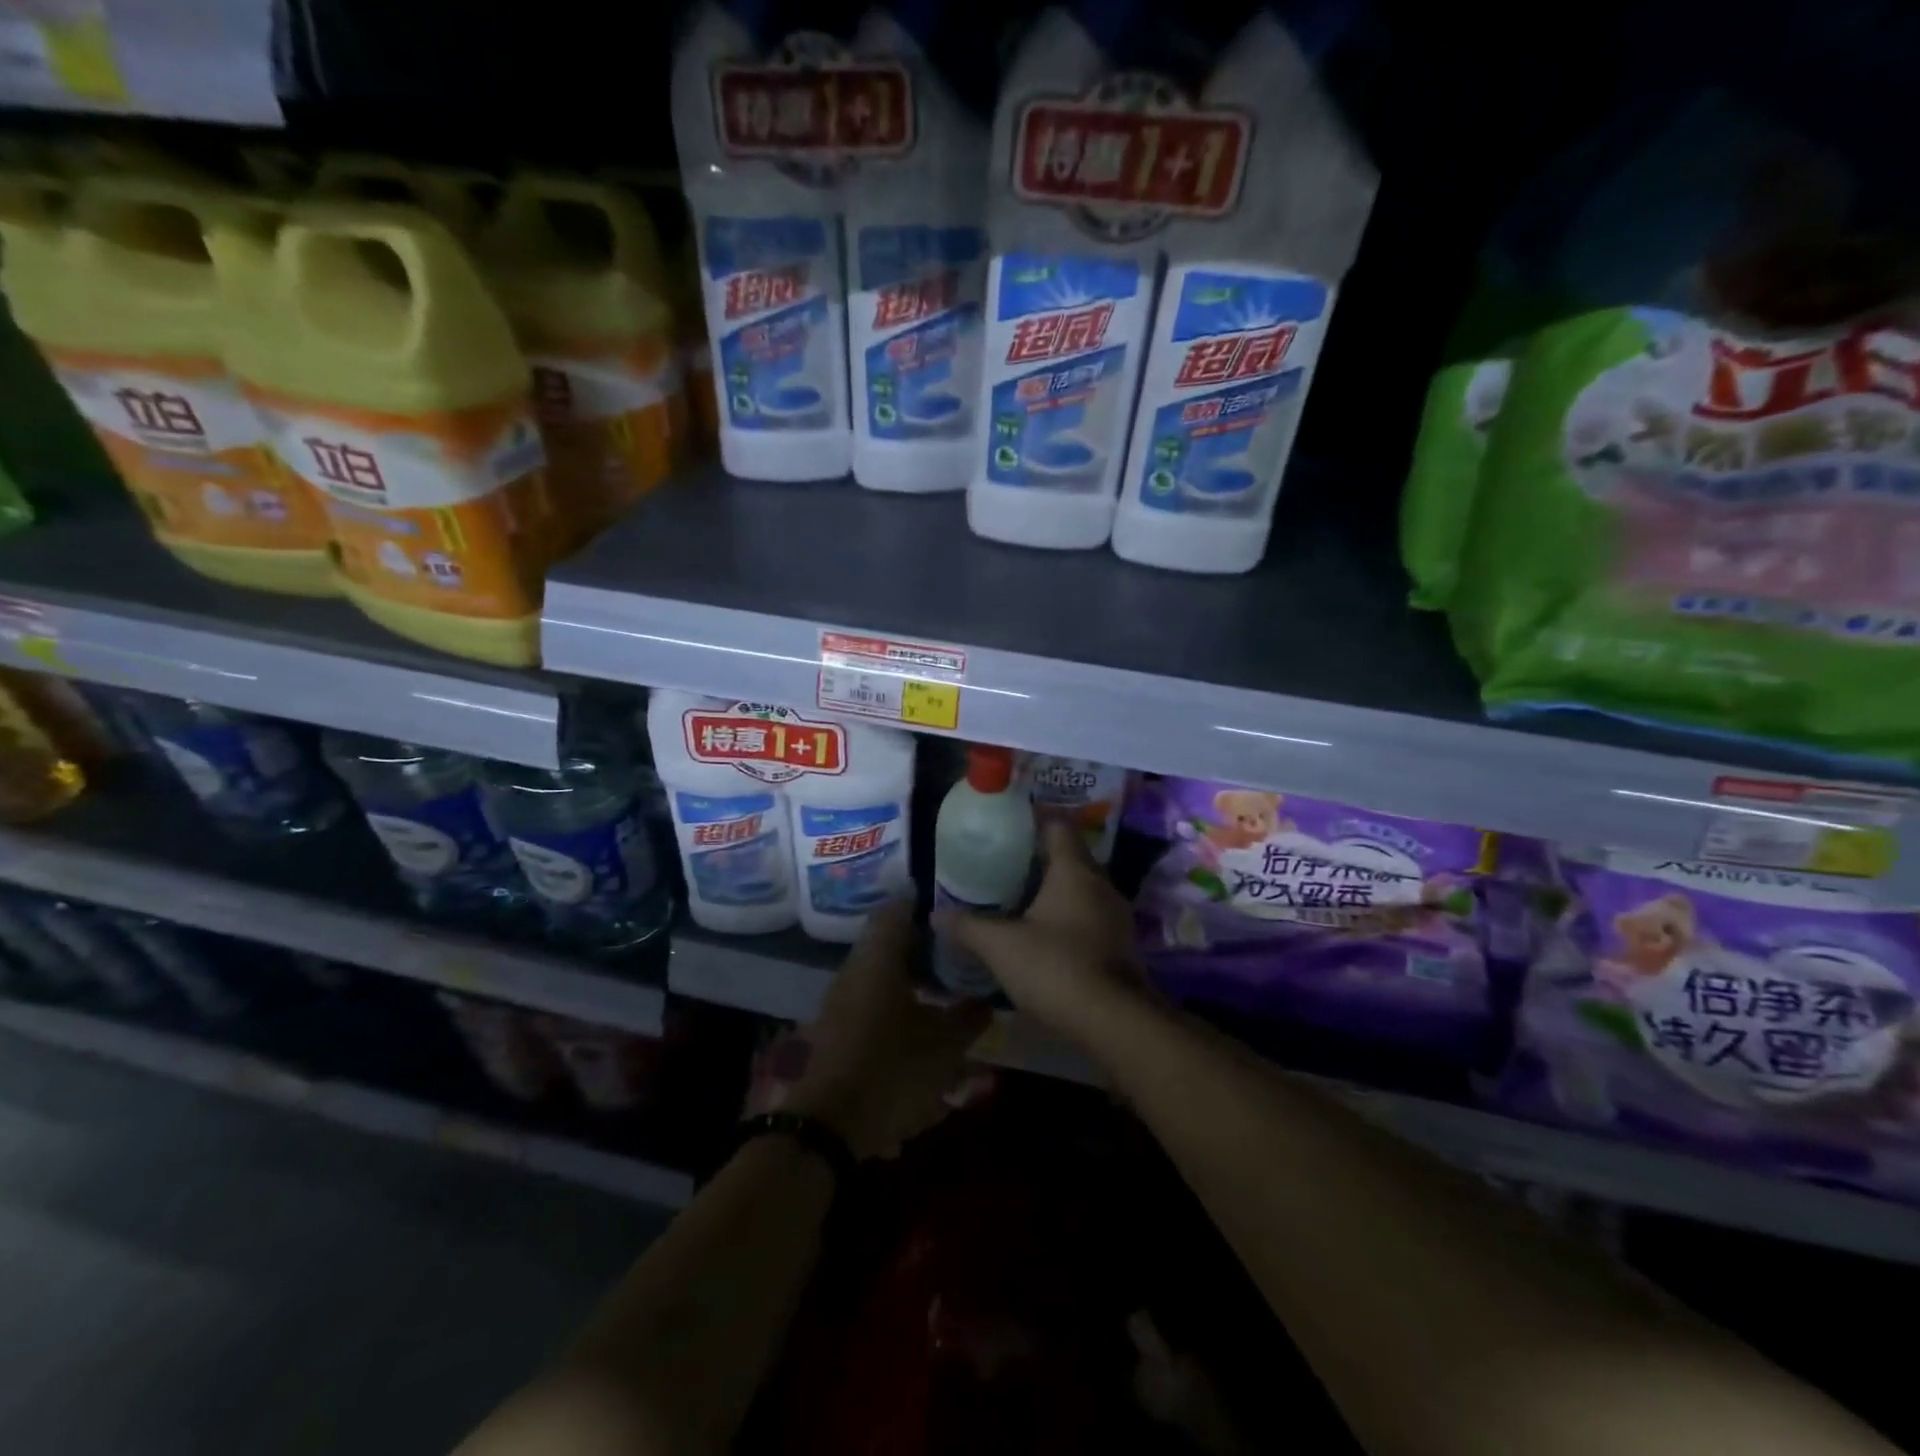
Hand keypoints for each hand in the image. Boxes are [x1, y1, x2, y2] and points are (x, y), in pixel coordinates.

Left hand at [789, 899, 992, 1160]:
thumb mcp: (945, 1045)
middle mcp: (855, 970)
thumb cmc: (892, 1070)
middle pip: (890, 943)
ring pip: (881, 975)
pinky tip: (921, 1027)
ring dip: (912, 979)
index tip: (953, 910)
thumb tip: (986, 1000)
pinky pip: (872, 1003)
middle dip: (925, 947)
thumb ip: (969, 1017)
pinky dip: (897, 1005)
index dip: (924, 904)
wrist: (830, 1126)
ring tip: (946, 992)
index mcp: (877, 959)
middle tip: (959, 954)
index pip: (897, 909)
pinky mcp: (838, 1029)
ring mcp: (841, 1001)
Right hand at [932, 819, 1148, 1050]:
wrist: (1114, 1022)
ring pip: (1081, 888)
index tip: (1006, 828)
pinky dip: (1067, 917)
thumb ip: (968, 927)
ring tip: (1019, 899)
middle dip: (1039, 858)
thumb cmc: (1056, 967)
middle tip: (1003, 865)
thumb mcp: (1001, 946)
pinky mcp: (1120, 945)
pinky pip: (1090, 916)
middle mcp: (1100, 884)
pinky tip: (1044, 935)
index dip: (1033, 821)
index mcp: (1074, 870)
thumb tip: (935, 915)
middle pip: (1070, 856)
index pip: (1058, 826)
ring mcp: (1116, 916)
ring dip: (1054, 891)